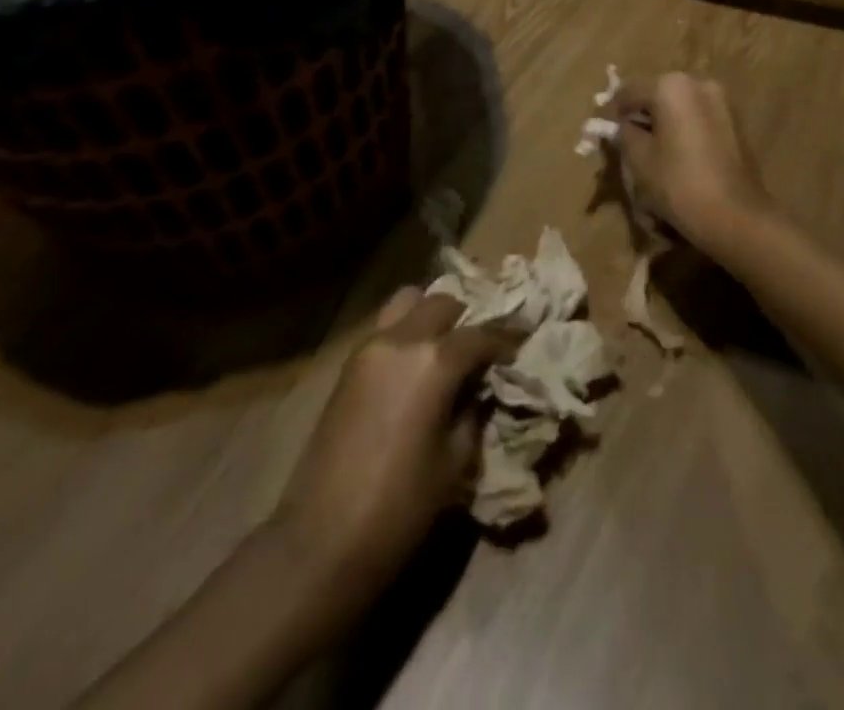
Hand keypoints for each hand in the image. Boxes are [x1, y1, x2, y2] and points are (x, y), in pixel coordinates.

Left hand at [273, 290, 509, 598]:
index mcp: (434, 361)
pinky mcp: (349, 364)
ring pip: (408, 302)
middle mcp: (402, 339)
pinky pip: (386, 327)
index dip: (505, 339)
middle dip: (467, 318)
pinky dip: (407, 330)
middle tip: (482, 345)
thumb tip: (479, 389)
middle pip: (443, 303)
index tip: (521, 345)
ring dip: (432, 315)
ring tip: (447, 345)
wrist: (322, 540)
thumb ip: (472, 412)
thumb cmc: (400, 507)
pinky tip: (418, 364)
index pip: (480, 334)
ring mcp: (370, 347)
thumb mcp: (455, 462)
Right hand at [611, 72, 775, 257]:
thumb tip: (622, 126)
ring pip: (679, 108)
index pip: (629, 92)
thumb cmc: (679, 183)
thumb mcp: (638, 159)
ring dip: (664, 125)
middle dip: (641, 117)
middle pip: (657, 96)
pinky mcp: (736, 123)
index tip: (605, 135)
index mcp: (672, 86)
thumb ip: (624, 134)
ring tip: (653, 155)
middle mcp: (699, 84)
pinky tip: (678, 159)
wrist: (736, 216)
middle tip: (628, 145)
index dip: (613, 114)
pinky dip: (685, 132)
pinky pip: (699, 120)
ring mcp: (722, 102)